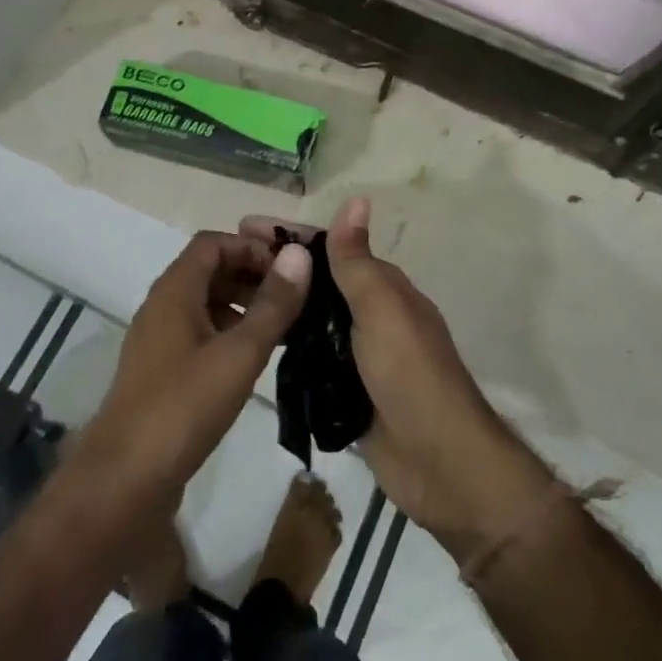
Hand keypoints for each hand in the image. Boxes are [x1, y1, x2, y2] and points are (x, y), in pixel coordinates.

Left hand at [75, 230, 310, 512]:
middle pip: (209, 270)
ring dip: (243, 305)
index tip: (289, 270)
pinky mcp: (161, 371)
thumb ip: (272, 304)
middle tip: (294, 298)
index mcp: (174, 290)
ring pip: (205, 303)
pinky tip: (254, 359)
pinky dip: (229, 333)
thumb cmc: (184, 407)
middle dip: (252, 275)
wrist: (125, 479)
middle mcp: (162, 306)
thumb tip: (300, 255)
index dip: (252, 247)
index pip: (213, 243)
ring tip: (283, 327)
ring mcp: (158, 340)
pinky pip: (199, 333)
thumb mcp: (239, 353)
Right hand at [242, 200, 556, 560]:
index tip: (243, 227)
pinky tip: (253, 340)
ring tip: (227, 297)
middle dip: (278, 268)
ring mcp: (358, 353)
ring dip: (279, 303)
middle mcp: (370, 314)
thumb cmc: (409, 374)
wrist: (438, 462)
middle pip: (318, 281)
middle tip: (223, 264)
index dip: (290, 234)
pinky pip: (311, 357)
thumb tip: (357, 198)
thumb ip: (358, 261)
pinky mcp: (346, 389)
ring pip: (312, 318)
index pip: (330, 248)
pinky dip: (287, 344)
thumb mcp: (381, 310)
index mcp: (383, 288)